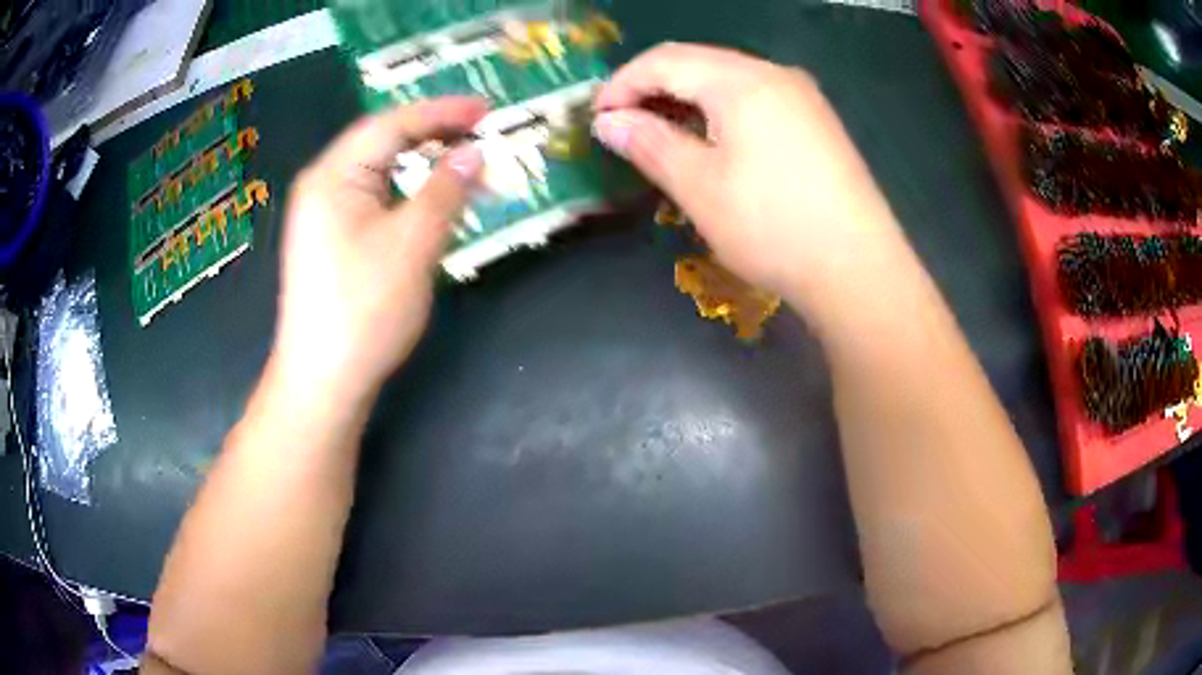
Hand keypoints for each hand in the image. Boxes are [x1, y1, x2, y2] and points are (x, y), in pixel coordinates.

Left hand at [271, 98, 486, 400]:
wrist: (324, 380)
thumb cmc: (364, 310)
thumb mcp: (412, 244)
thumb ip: (445, 190)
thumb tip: (473, 152)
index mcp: (333, 176)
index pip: (391, 124)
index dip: (441, 112)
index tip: (486, 109)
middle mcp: (322, 185)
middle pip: (381, 143)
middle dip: (432, 133)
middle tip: (480, 131)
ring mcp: (322, 215)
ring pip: (378, 172)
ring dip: (421, 163)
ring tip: (463, 159)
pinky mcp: (331, 240)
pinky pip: (373, 198)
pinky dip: (407, 191)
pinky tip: (430, 198)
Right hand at [593, 44, 907, 313]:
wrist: (858, 269)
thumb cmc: (772, 227)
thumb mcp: (699, 187)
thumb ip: (649, 144)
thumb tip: (609, 122)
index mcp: (741, 81)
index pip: (664, 60)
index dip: (622, 84)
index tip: (596, 118)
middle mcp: (774, 75)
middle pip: (698, 63)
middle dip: (652, 88)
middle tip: (623, 127)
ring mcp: (802, 97)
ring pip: (728, 80)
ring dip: (686, 100)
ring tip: (660, 135)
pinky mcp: (817, 123)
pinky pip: (755, 100)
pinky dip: (720, 112)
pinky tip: (712, 142)